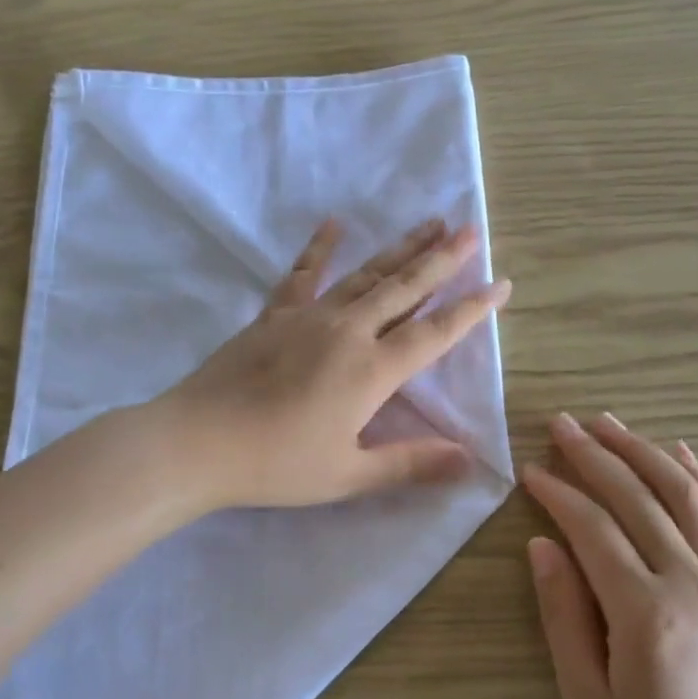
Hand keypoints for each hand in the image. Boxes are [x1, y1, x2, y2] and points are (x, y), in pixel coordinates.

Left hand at [160, 218, 509, 509]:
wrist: (197, 442)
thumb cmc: (276, 464)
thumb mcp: (348, 474)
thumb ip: (410, 463)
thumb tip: (469, 460)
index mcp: (371, 371)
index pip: (434, 333)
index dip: (471, 310)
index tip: (500, 284)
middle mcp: (347, 332)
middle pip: (404, 289)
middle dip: (441, 260)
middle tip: (471, 231)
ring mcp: (308, 318)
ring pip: (365, 275)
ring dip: (400, 249)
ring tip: (429, 223)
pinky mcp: (273, 316)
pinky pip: (302, 275)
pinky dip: (320, 249)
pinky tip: (334, 224)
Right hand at [523, 413, 697, 698]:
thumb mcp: (586, 695)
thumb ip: (563, 614)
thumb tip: (543, 546)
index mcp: (645, 610)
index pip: (594, 528)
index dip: (558, 493)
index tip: (530, 468)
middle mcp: (690, 583)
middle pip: (639, 498)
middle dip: (597, 455)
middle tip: (563, 423)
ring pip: (686, 497)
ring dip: (646, 453)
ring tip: (612, 424)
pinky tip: (682, 454)